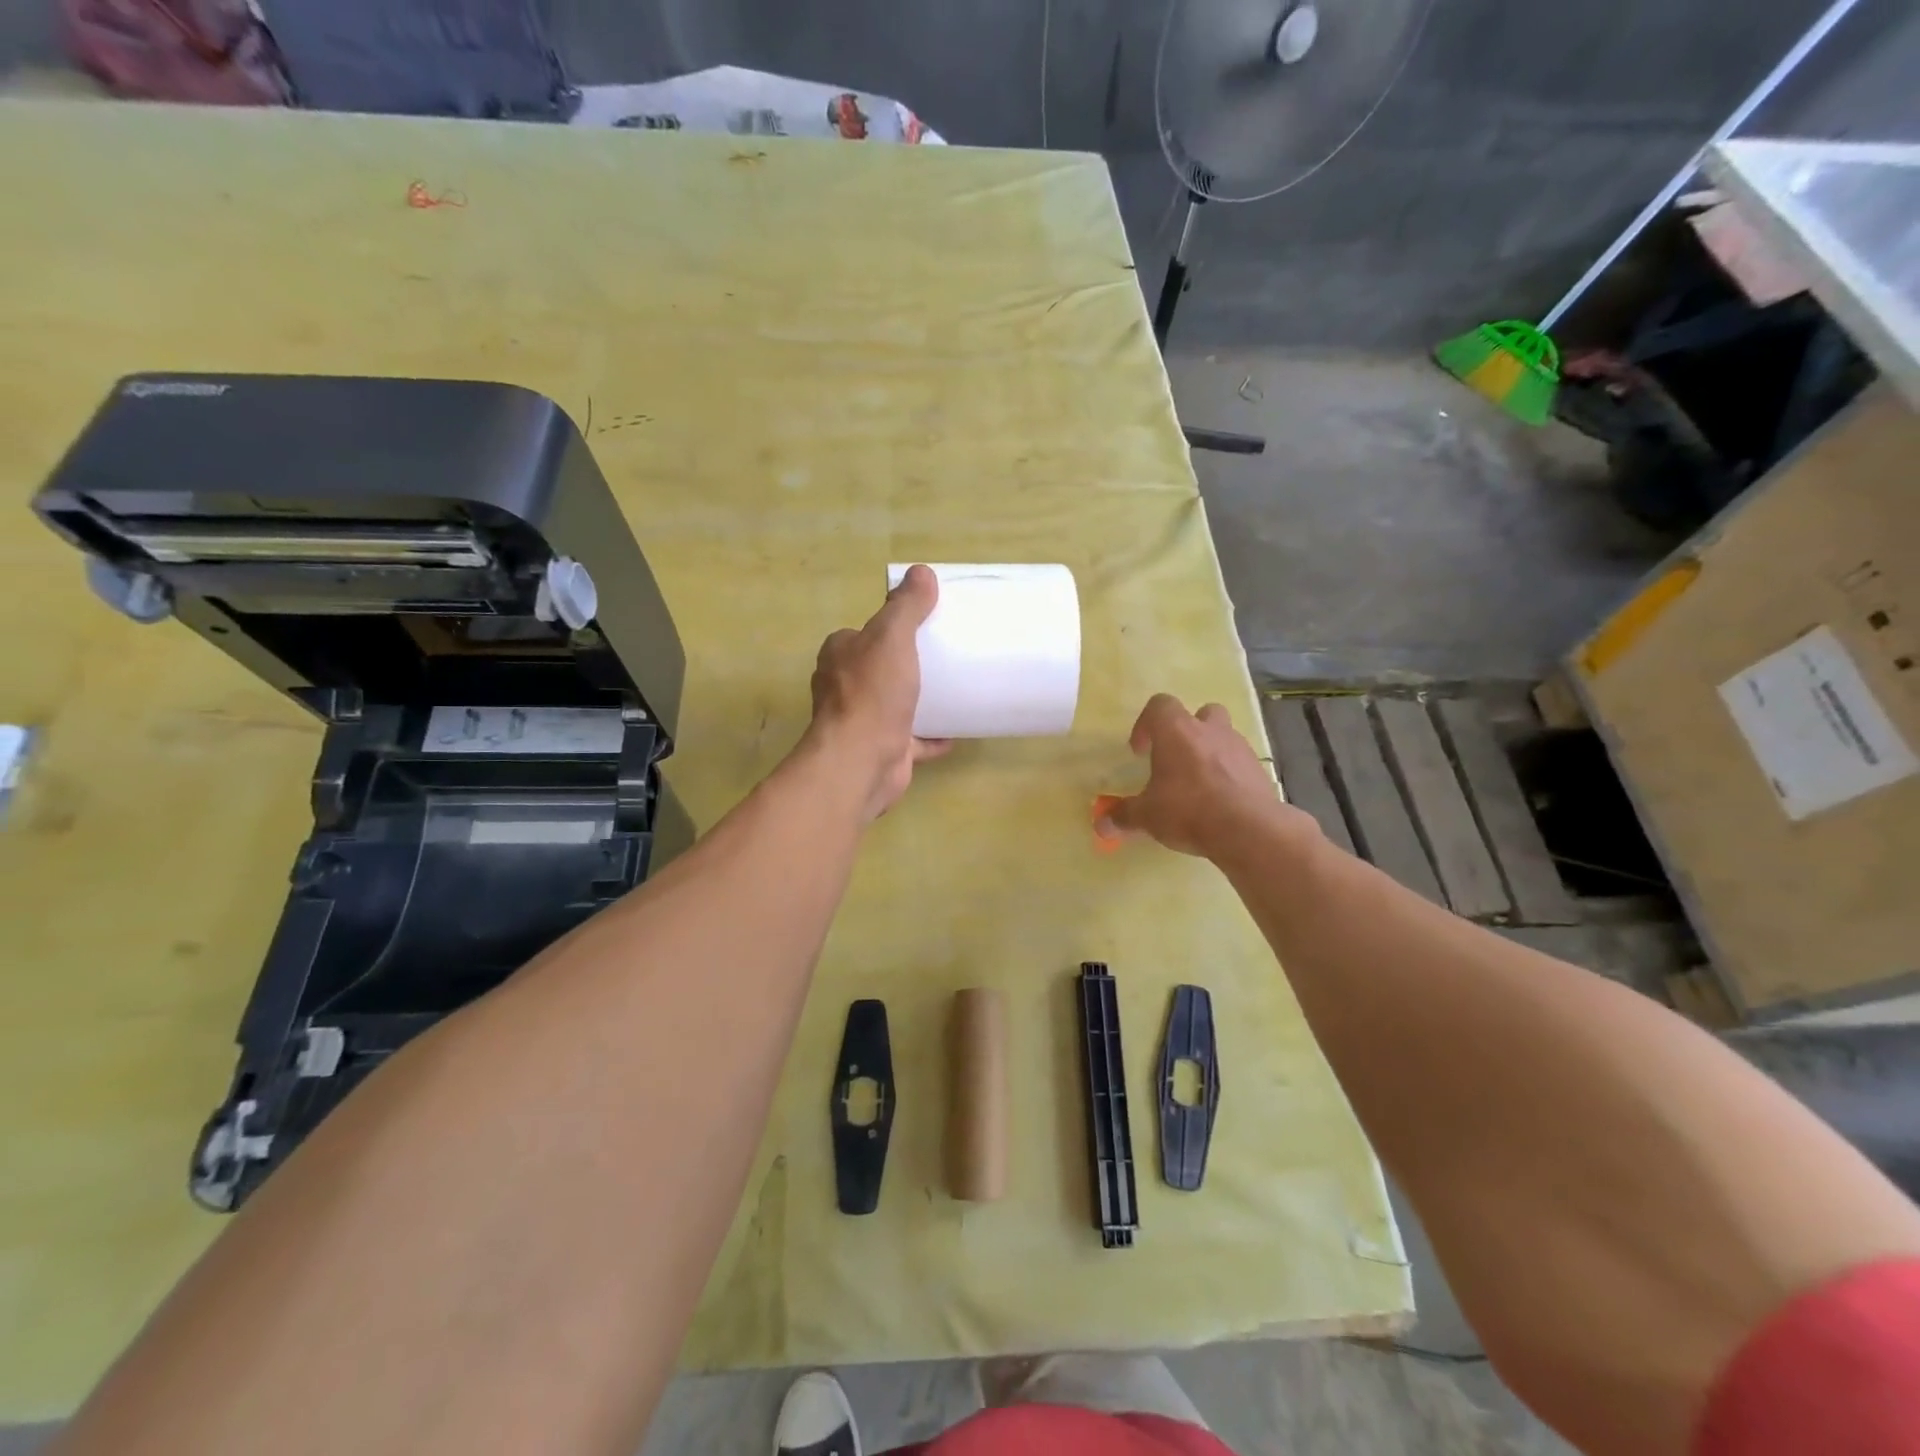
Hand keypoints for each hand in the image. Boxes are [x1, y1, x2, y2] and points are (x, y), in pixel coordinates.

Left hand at [804, 564, 950, 820]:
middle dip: (905, 664)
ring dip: (918, 700)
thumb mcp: (892, 637)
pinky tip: (955, 732)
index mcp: (840, 655)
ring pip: (894, 704)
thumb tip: (921, 571)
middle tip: (943, 656)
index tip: (922, 625)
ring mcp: (862, 722)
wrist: (862, 760)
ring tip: (952, 690)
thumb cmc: (873, 693)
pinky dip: (931, 736)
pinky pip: (912, 739)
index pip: (863, 633)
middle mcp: (844, 687)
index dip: (888, 627)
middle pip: (879, 668)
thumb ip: (906, 606)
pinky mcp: (882, 749)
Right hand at [1096, 694, 1304, 857]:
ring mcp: (1239, 747)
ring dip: (1210, 751)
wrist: (1248, 829)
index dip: (1146, 724)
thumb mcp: (1147, 816)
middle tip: (1175, 759)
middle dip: (1188, 731)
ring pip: (1224, 736)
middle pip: (1200, 713)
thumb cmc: (1187, 810)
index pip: (1159, 705)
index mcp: (1176, 731)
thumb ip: (1123, 816)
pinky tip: (1221, 801)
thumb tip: (1101, 825)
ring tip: (1199, 783)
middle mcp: (1209, 730)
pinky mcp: (1259, 769)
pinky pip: (1240, 763)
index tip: (1140, 752)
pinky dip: (1229, 774)